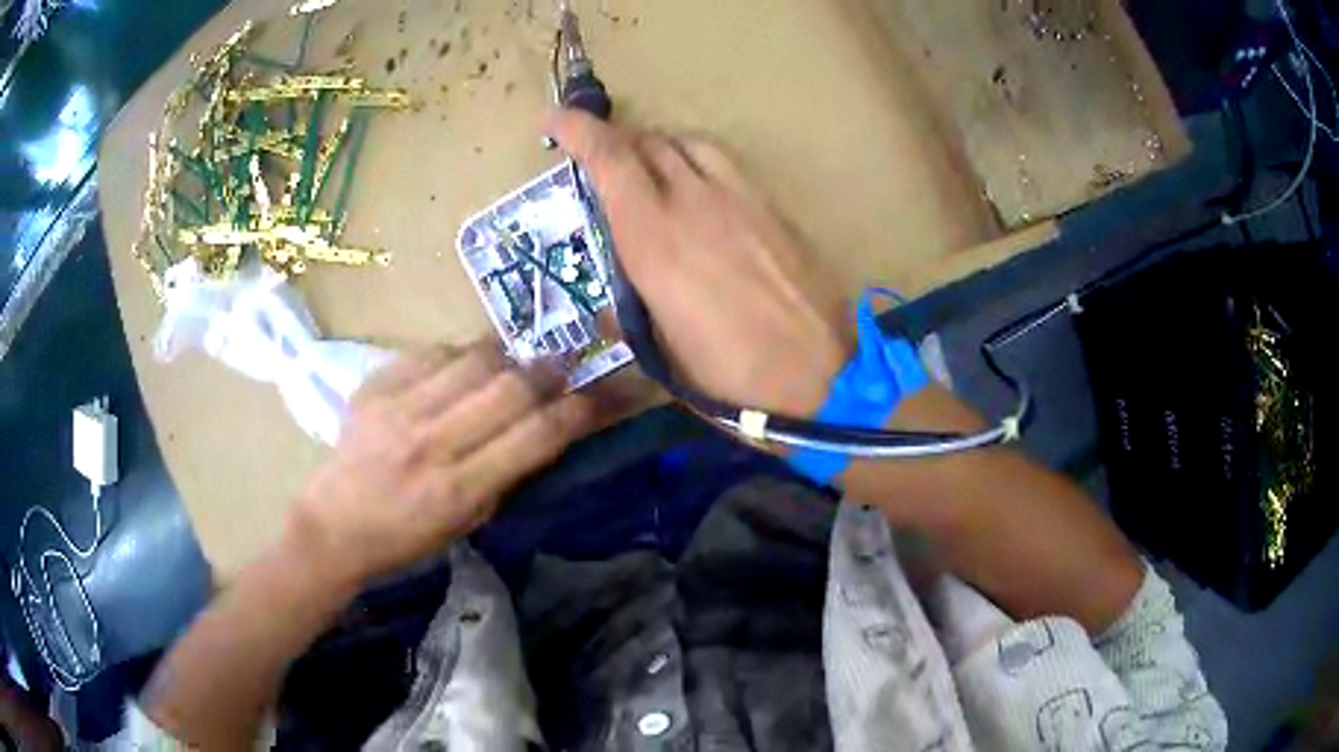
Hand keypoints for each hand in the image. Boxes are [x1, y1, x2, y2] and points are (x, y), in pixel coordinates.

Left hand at [286, 343, 593, 588]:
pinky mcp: (374, 387)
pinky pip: (431, 353)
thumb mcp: (465, 524)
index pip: (535, 437)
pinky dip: (457, 356)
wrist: (333, 525)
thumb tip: (543, 430)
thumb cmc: (404, 539)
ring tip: (516, 360)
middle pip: (509, 388)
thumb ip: (504, 476)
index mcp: (459, 490)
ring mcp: (398, 409)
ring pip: (473, 360)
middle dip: (549, 371)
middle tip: (563, 365)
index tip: (602, 394)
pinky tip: (462, 367)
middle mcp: (431, 443)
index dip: (578, 411)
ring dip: (506, 357)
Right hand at [549, 111, 852, 416]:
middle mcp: (694, 204)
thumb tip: (609, 306)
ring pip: (687, 143)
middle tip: (598, 159)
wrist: (826, 377)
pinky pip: (723, 162)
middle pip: (647, 142)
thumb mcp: (664, 358)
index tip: (553, 119)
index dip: (577, 131)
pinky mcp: (772, 207)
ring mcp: (740, 199)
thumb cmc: (735, 379)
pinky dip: (695, 161)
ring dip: (656, 146)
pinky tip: (696, 190)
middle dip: (614, 140)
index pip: (610, 161)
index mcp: (654, 241)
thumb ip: (629, 318)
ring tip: (645, 169)